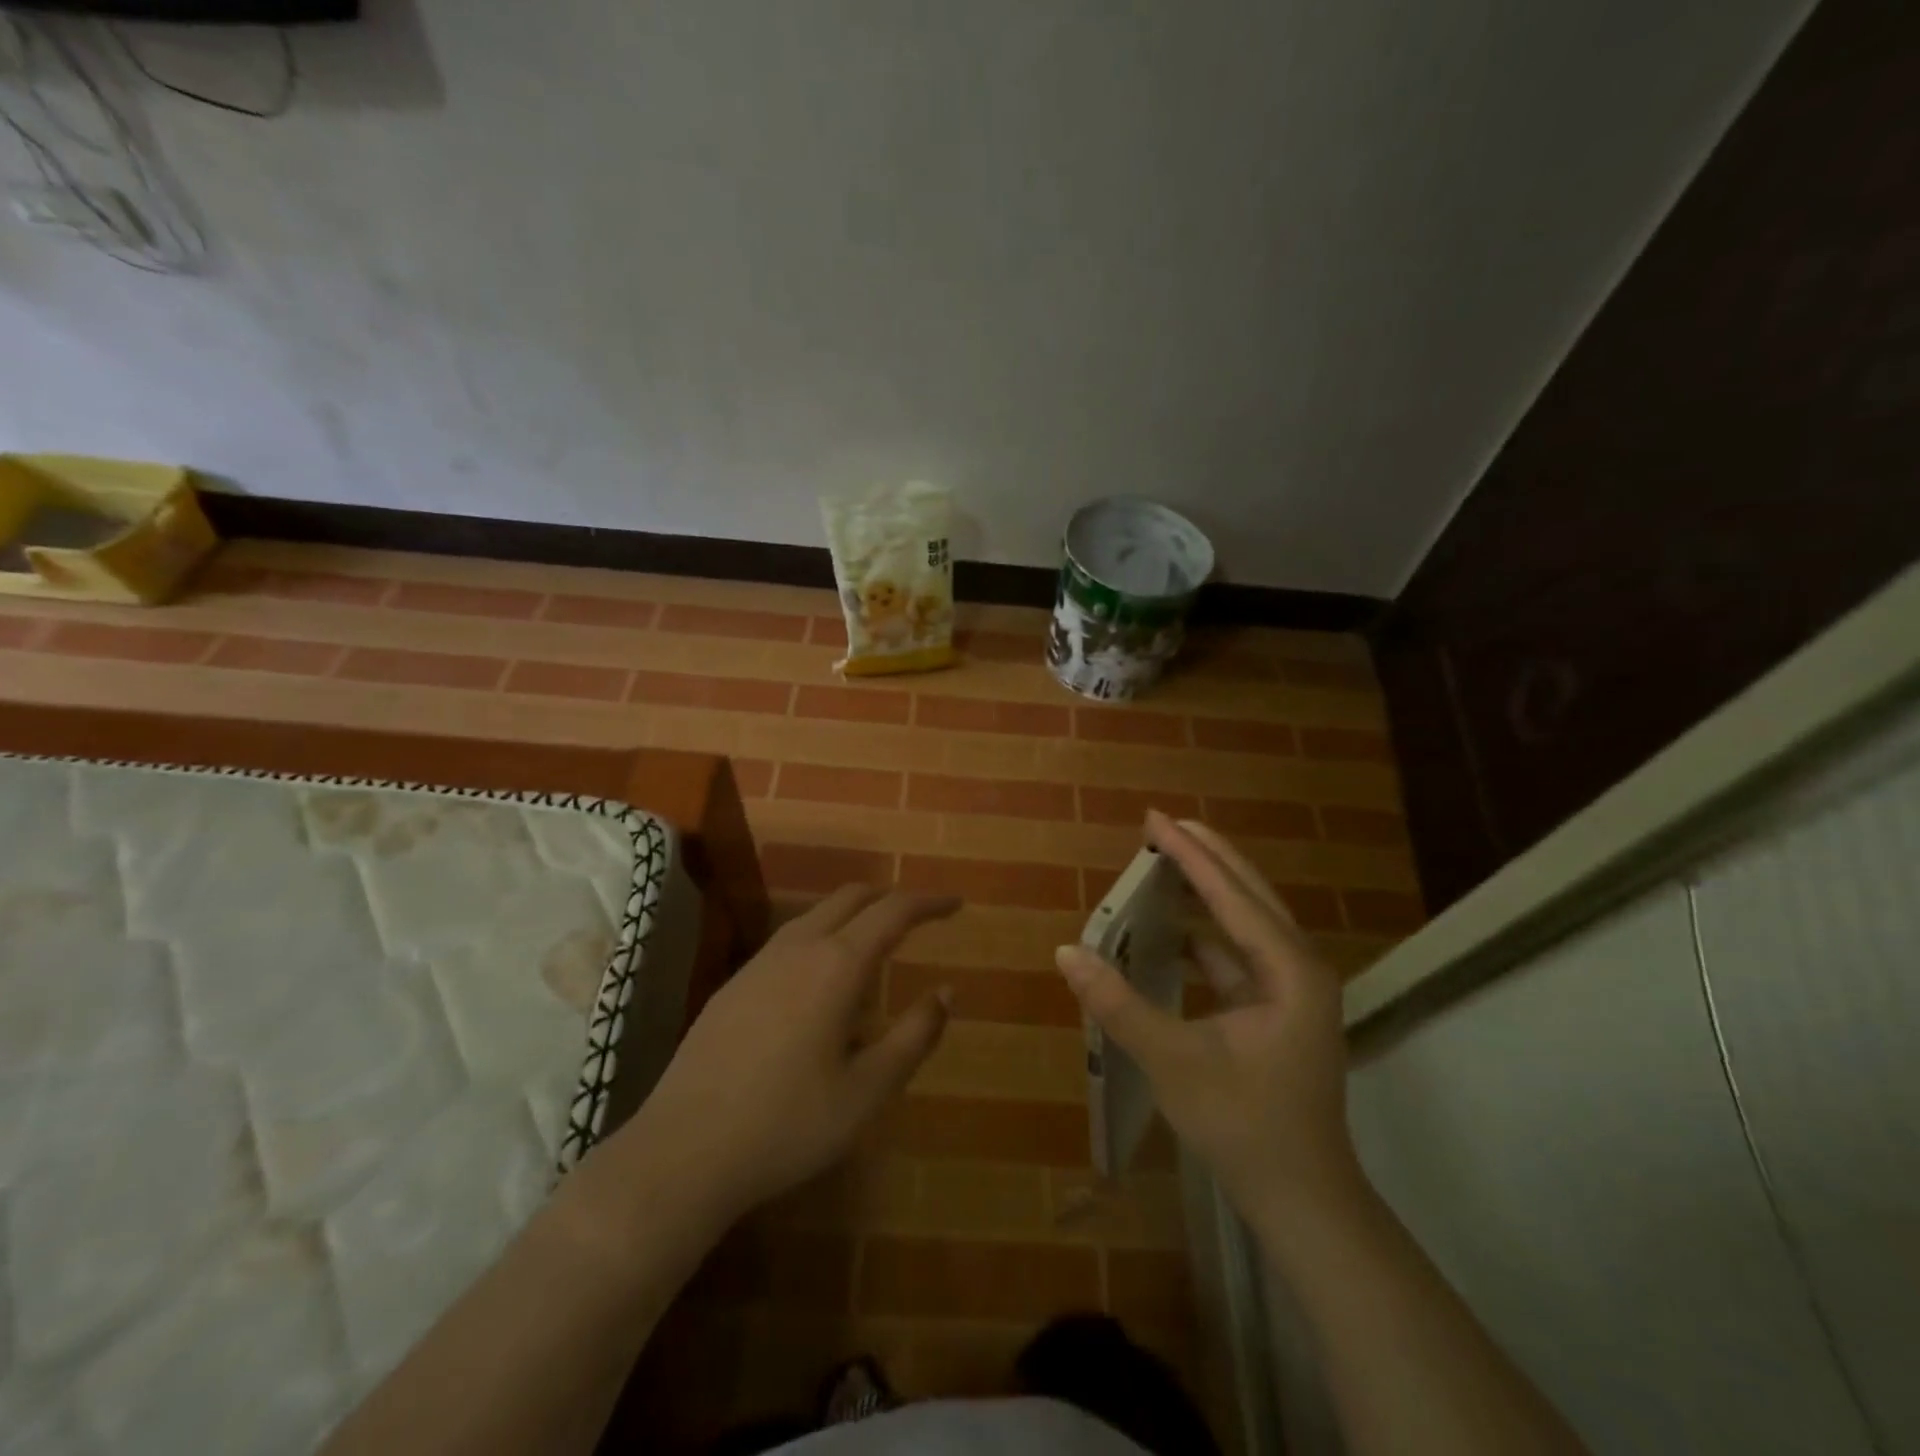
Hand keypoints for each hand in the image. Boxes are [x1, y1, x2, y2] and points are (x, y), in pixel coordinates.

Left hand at [617, 885, 959, 1224]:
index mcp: (837, 965)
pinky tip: (821, 980)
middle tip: (921, 918)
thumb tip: (947, 992)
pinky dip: (822, 936)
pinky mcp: (734, 985)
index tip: (956, 904)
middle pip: (851, 897)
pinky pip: (790, 940)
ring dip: (853, 915)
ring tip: (876, 945)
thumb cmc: (788, 1124)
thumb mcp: (868, 1091)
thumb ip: (914, 1036)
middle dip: (890, 898)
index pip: (893, 911)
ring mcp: (759, 963)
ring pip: (816, 915)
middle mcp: (798, 948)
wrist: (683, 1151)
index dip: (929, 902)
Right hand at [1056, 812, 1363, 1230]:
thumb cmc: (1244, 1126)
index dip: (1190, 854)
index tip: (1155, 817)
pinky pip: (1237, 954)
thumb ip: (1118, 1004)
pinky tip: (1174, 932)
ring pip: (1246, 922)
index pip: (1230, 895)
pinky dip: (1205, 934)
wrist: (1303, 1201)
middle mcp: (1298, 967)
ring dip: (1208, 891)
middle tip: (1163, 823)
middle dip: (1206, 856)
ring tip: (1167, 862)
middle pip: (1249, 893)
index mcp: (1289, 970)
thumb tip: (1066, 952)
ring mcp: (1291, 990)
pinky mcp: (1277, 1011)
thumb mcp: (1173, 1061)